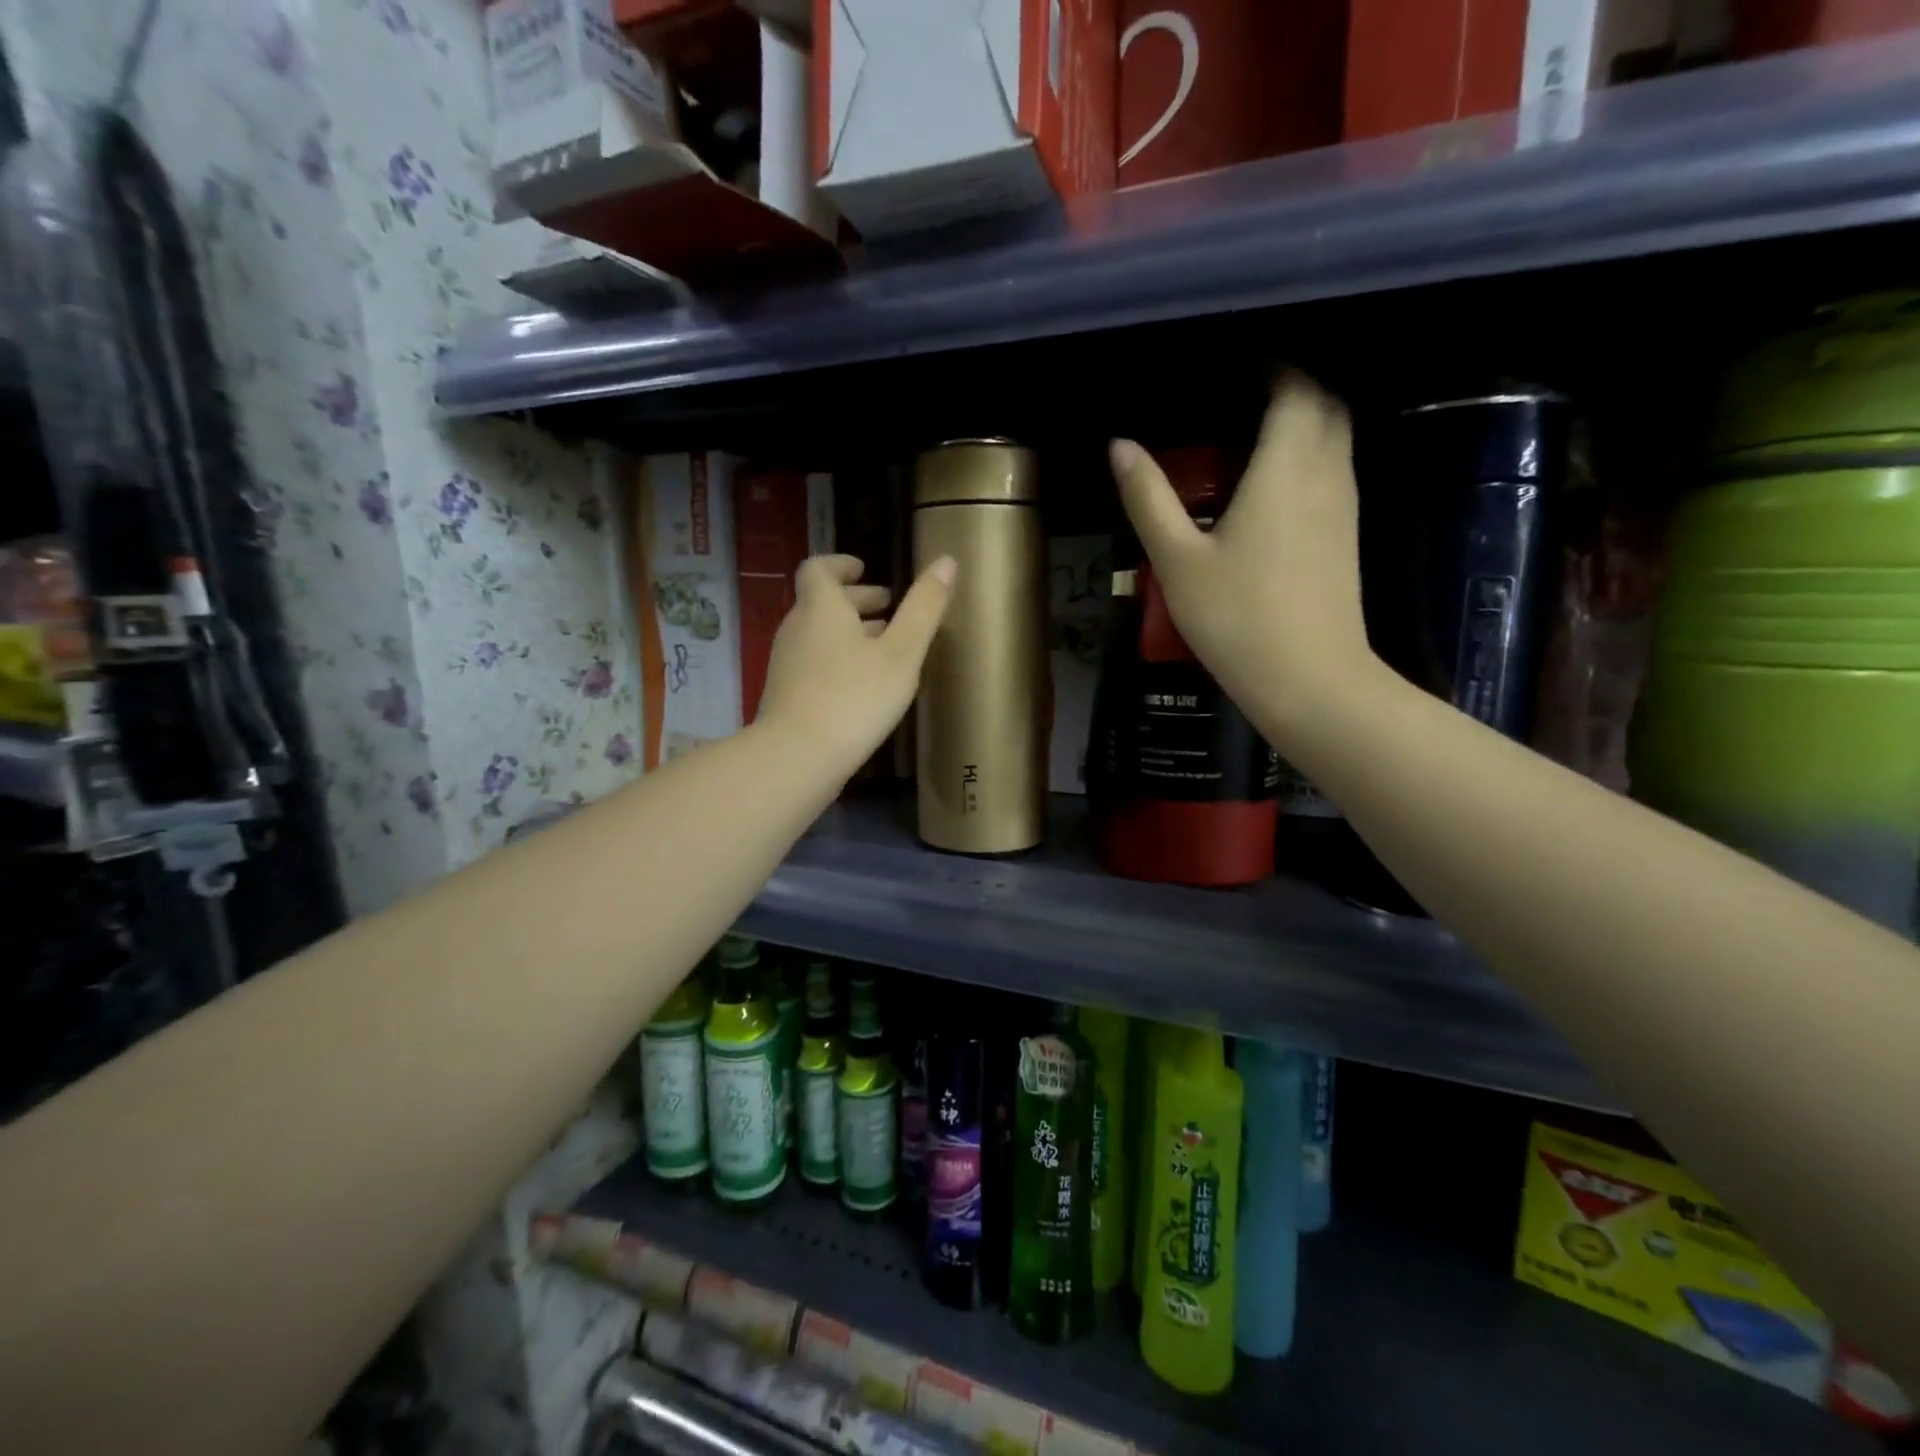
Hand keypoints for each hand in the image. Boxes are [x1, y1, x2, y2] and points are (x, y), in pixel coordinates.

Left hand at [758, 553, 956, 779]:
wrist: (798, 756)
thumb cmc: (855, 697)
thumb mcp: (901, 653)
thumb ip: (923, 608)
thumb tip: (947, 561)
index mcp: (821, 608)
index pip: (819, 569)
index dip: (841, 565)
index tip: (865, 570)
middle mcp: (797, 628)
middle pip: (821, 602)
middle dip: (855, 601)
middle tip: (889, 608)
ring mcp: (786, 664)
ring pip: (819, 635)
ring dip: (849, 632)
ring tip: (884, 647)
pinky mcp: (785, 695)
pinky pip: (814, 663)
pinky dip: (838, 659)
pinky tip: (862, 685)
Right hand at [1108, 372, 1375, 742]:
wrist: (1309, 680)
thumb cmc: (1237, 618)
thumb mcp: (1177, 560)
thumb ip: (1148, 498)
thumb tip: (1119, 445)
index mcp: (1286, 466)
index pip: (1294, 386)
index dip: (1271, 364)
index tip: (1233, 362)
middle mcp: (1326, 472)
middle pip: (1324, 404)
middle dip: (1290, 385)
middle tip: (1240, 391)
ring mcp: (1343, 505)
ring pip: (1335, 436)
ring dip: (1302, 419)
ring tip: (1250, 428)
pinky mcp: (1345, 535)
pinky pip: (1333, 469)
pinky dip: (1308, 453)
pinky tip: (1271, 480)